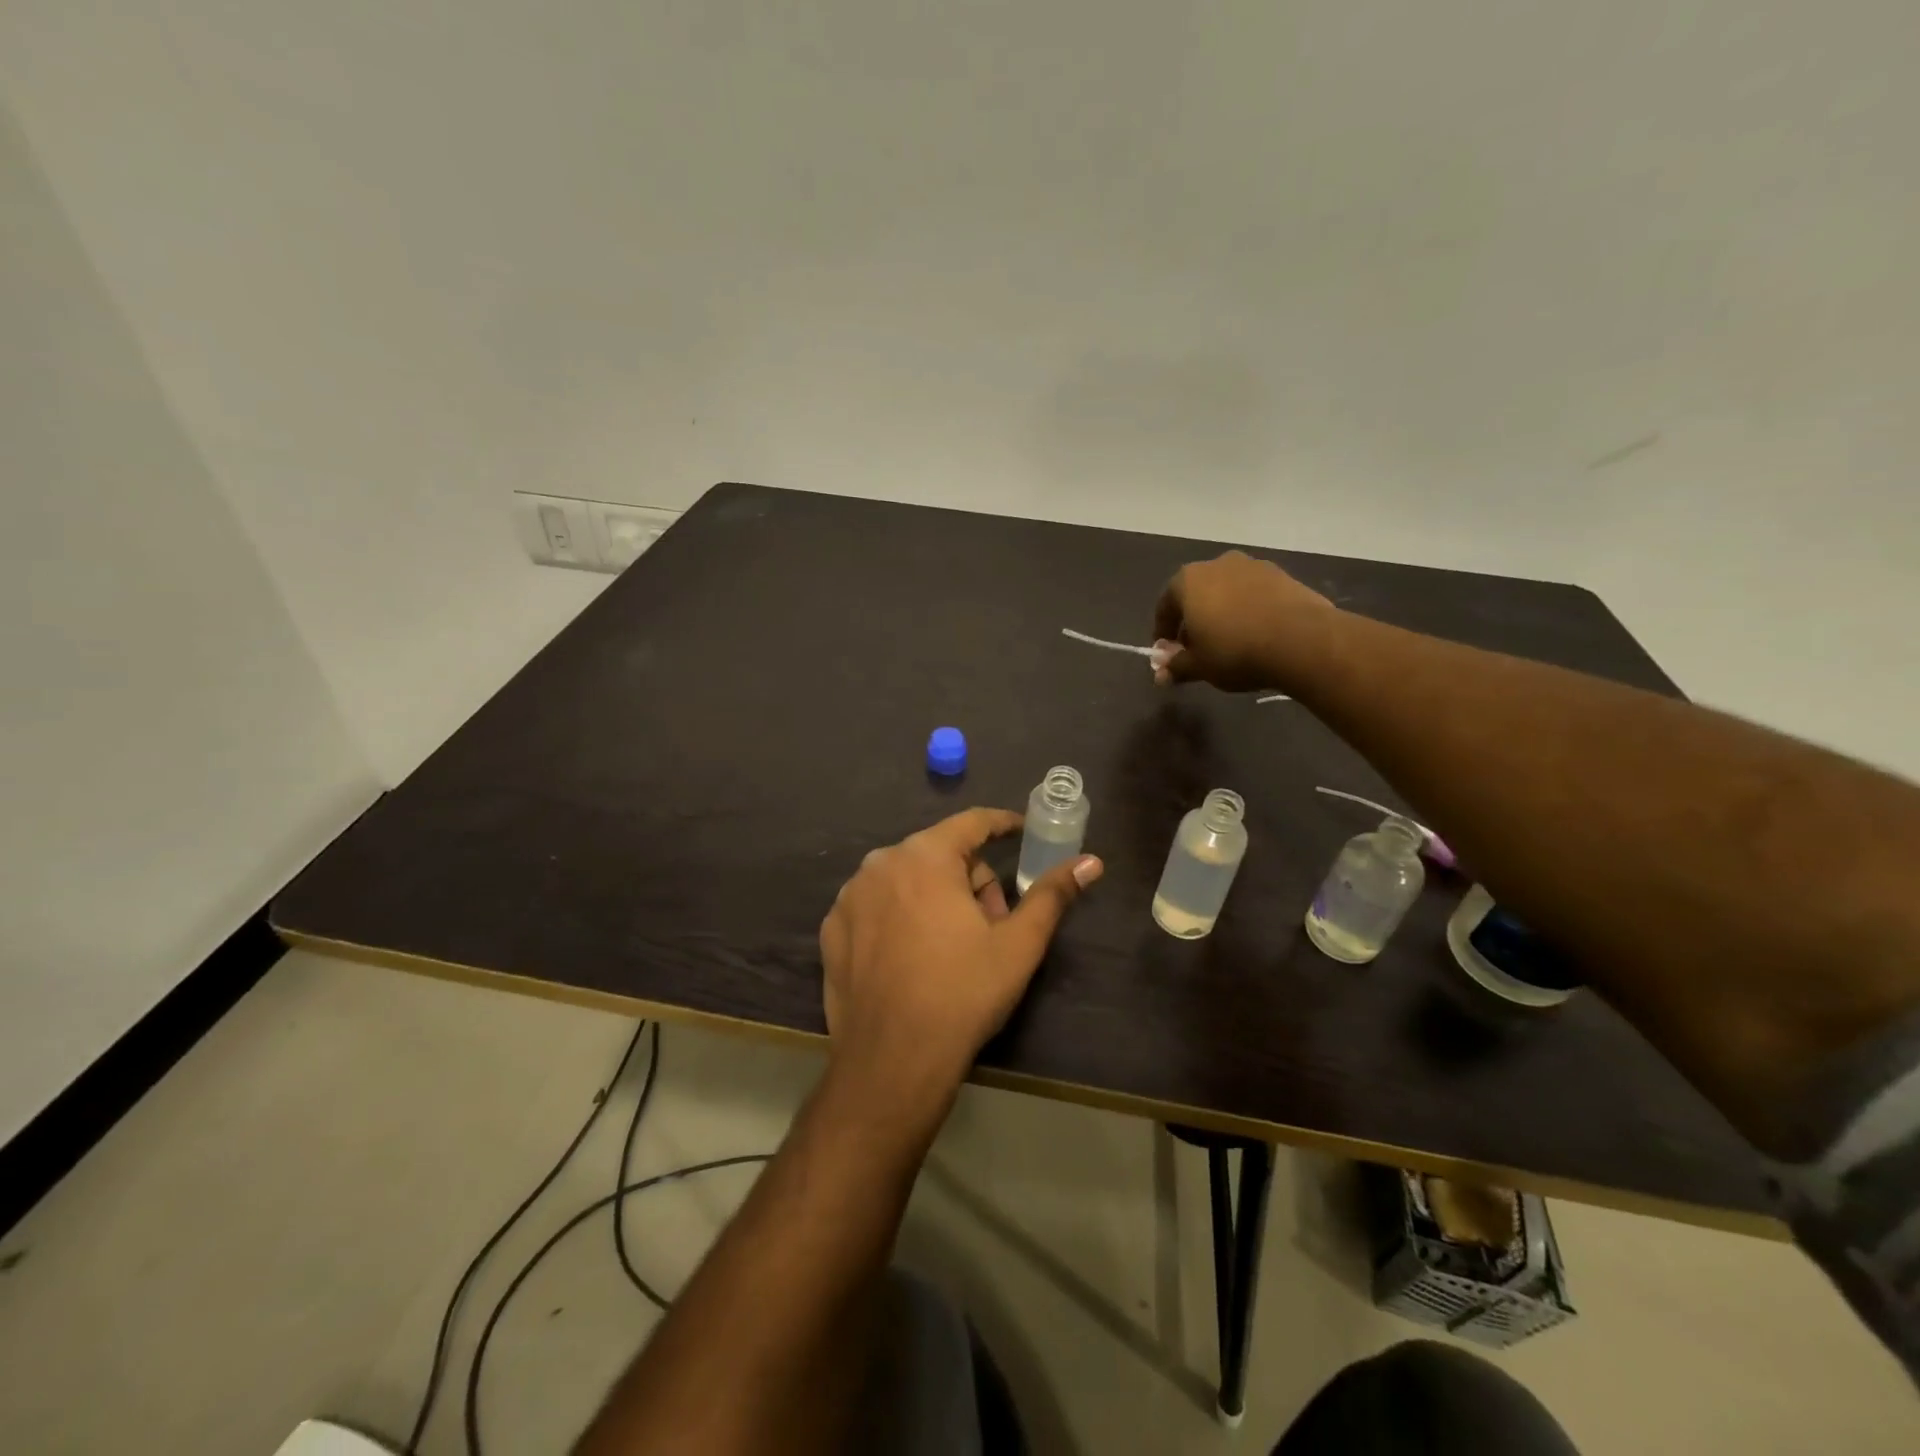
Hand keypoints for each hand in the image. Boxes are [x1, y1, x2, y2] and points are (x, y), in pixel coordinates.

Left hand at [819, 808, 1102, 1102]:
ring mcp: (850, 896)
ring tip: (955, 947)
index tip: (1022, 833)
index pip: (972, 823)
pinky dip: (900, 917)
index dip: (1002, 825)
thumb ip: (1053, 895)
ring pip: (908, 879)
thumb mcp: (1018, 944)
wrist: (892, 1061)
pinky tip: (914, 958)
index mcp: (925, 856)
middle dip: (972, 880)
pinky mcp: (832, 928)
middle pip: (940, 854)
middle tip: (993, 926)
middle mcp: (881, 863)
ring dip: (937, 898)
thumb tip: (1090, 862)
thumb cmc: (963, 994)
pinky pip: (877, 905)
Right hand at [1152, 550, 1334, 691]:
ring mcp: (1252, 566)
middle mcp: (1217, 564)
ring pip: (1226, 591)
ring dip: (1222, 613)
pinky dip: (1248, 610)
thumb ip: (1176, 667)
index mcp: (1187, 581)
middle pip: (1196, 594)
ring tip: (1229, 641)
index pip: (1165, 606)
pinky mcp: (1282, 575)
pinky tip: (1256, 633)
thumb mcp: (1199, 666)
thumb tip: (1161, 675)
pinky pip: (1254, 594)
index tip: (1168, 654)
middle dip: (1193, 621)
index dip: (1163, 632)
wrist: (1301, 640)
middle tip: (1198, 648)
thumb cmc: (1235, 651)